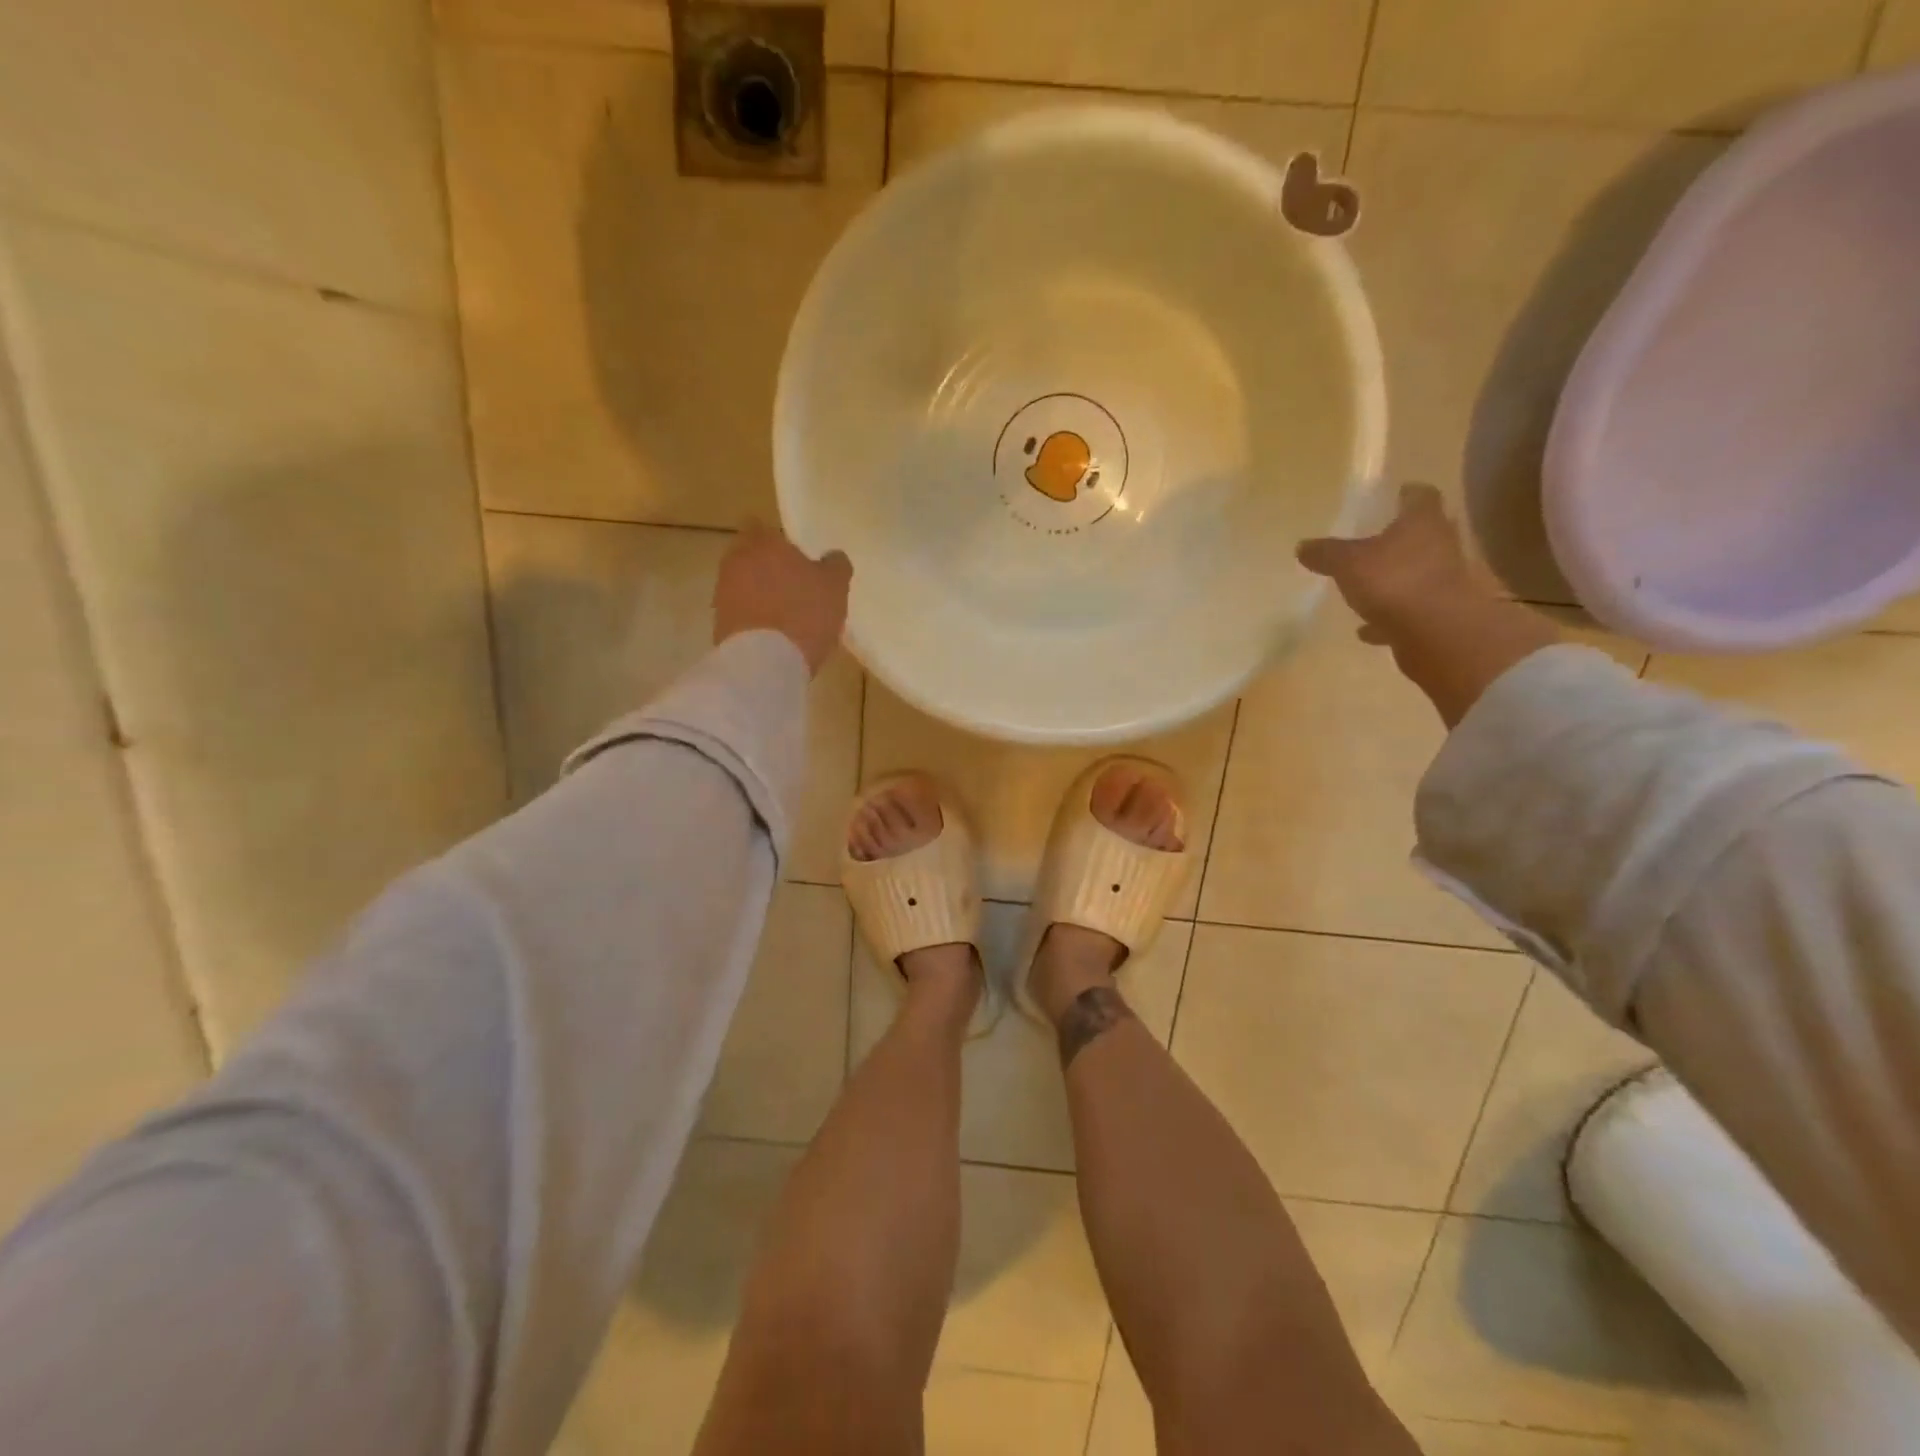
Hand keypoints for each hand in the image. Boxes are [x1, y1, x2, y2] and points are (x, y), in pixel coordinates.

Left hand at [713, 525, 852, 675]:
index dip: (778, 540)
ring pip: (744, 586)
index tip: (795, 555)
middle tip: (795, 586)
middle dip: (768, 568)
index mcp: (763, 543)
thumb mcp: (835, 586)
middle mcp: (736, 562)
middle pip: (750, 557)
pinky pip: (741, 614)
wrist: (764, 663)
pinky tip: (776, 637)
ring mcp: (723, 594)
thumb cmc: (804, 613)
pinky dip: (755, 620)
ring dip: (761, 596)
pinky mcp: (718, 624)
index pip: (762, 527)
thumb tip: (832, 557)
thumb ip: (835, 565)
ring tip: (787, 616)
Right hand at [1297, 484, 1558, 726]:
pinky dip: (1391, 617)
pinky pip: (1411, 610)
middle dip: (1402, 538)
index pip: (1420, 496)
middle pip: (1424, 534)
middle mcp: (1441, 545)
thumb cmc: (1394, 581)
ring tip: (1369, 588)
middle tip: (1376, 541)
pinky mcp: (1442, 614)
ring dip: (1397, 578)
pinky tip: (1368, 629)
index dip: (1406, 494)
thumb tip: (1302, 546)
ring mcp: (1446, 581)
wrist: (1438, 632)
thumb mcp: (1347, 563)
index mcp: (1422, 522)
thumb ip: (1326, 553)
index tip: (1394, 496)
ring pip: (1418, 573)